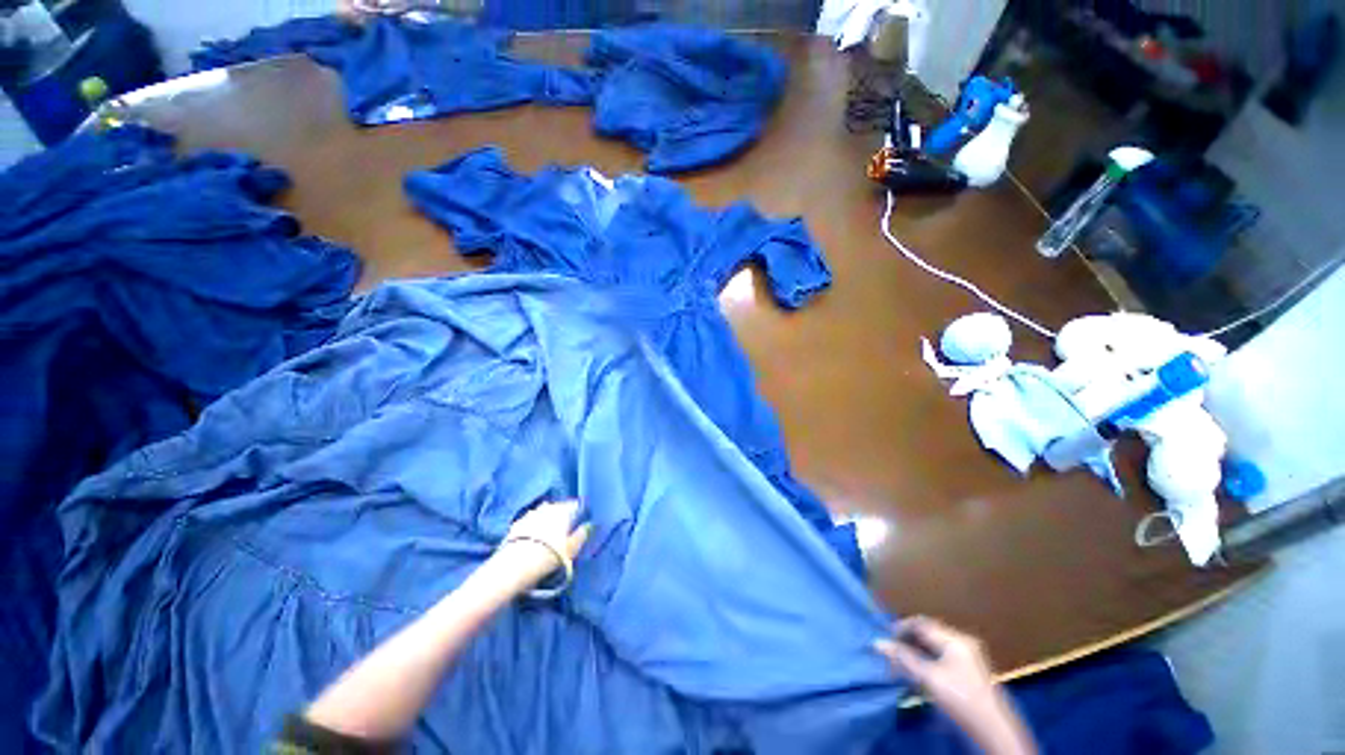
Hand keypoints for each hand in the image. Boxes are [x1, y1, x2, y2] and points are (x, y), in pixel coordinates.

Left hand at [495, 501, 591, 587]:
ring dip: (548, 520)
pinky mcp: (517, 523)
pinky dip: (535, 526)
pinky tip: (534, 538)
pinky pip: (531, 521)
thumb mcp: (572, 548)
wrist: (513, 566)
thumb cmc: (549, 555)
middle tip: (566, 530)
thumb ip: (582, 534)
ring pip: (545, 513)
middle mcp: (548, 506)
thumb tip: (589, 525)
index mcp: (564, 509)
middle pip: (560, 507)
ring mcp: (531, 513)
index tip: (581, 522)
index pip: (576, 505)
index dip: (580, 513)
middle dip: (563, 516)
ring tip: (549, 535)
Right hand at [875, 617, 1035, 754]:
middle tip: (891, 651)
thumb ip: (903, 659)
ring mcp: (968, 656)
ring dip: (916, 651)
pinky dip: (927, 660)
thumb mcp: (929, 678)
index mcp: (955, 639)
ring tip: (902, 662)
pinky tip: (919, 672)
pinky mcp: (969, 671)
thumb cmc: (960, 698)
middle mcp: (962, 642)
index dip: (901, 627)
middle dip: (908, 640)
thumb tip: (878, 643)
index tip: (885, 637)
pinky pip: (942, 656)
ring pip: (934, 646)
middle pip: (928, 633)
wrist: (993, 730)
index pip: (922, 623)